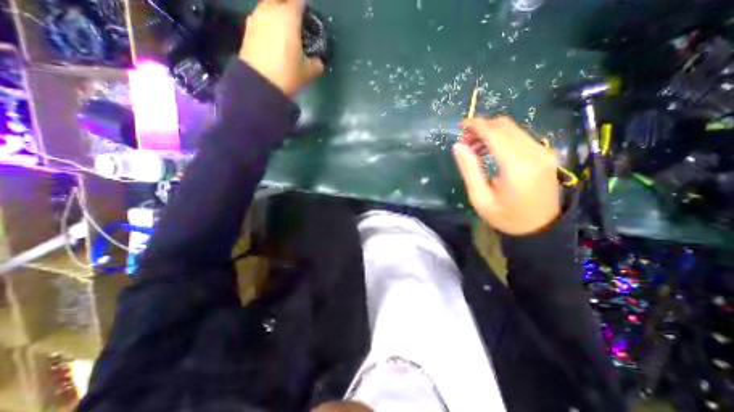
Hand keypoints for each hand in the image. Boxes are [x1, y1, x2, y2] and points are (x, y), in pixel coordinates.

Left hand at [239, 0, 321, 93]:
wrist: (259, 83)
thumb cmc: (287, 73)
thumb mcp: (308, 72)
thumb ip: (316, 64)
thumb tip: (319, 62)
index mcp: (289, 16)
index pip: (299, 2)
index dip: (305, 9)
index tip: (308, 20)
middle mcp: (271, 10)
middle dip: (289, 7)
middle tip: (296, 23)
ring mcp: (257, 17)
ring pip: (268, 6)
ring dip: (277, 13)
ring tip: (284, 31)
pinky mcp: (248, 28)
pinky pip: (261, 18)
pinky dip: (268, 23)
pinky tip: (273, 39)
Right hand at [455, 118, 563, 236]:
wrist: (541, 227)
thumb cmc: (506, 216)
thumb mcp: (480, 198)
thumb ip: (469, 169)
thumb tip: (458, 146)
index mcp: (517, 166)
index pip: (494, 133)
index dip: (476, 125)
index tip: (460, 125)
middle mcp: (533, 153)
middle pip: (504, 126)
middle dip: (482, 127)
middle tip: (465, 142)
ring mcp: (542, 151)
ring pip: (512, 128)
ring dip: (491, 132)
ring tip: (475, 148)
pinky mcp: (544, 153)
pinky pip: (520, 136)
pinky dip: (502, 137)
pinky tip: (491, 150)